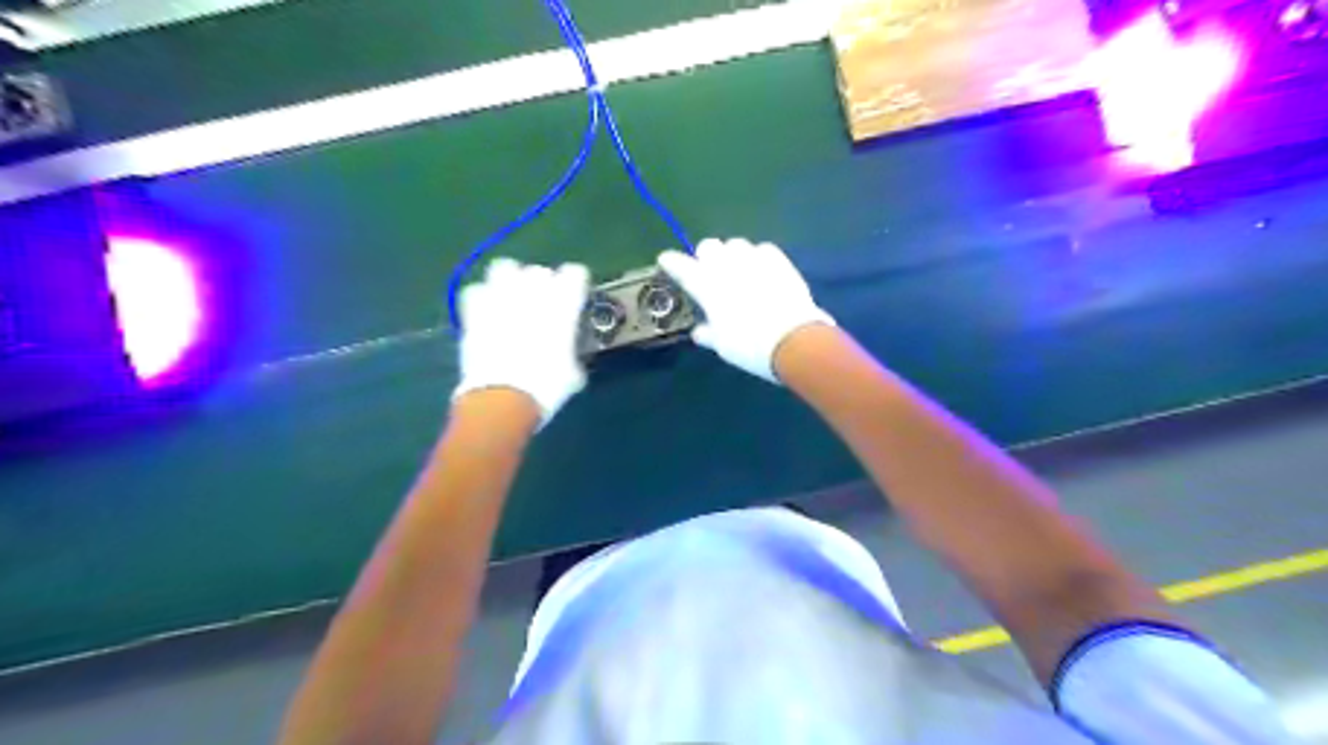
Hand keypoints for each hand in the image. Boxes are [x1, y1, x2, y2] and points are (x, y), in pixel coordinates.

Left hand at [452, 258, 584, 425]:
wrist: (504, 398)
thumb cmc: (548, 387)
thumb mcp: (574, 373)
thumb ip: (572, 353)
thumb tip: (569, 355)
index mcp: (563, 303)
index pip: (575, 272)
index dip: (575, 285)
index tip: (575, 299)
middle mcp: (532, 291)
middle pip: (539, 270)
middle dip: (542, 284)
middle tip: (542, 305)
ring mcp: (500, 297)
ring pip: (504, 267)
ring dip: (509, 280)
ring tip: (511, 298)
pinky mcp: (473, 310)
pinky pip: (476, 290)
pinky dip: (481, 298)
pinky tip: (486, 312)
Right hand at [657, 235, 832, 383]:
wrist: (793, 339)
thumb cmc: (749, 346)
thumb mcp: (722, 345)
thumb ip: (708, 334)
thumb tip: (699, 332)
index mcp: (706, 285)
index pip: (680, 265)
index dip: (671, 262)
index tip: (666, 260)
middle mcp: (726, 265)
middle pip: (708, 245)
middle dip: (705, 256)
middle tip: (709, 272)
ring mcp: (753, 259)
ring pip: (735, 244)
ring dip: (732, 254)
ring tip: (737, 270)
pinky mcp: (778, 260)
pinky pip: (762, 249)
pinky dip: (757, 257)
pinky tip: (761, 270)